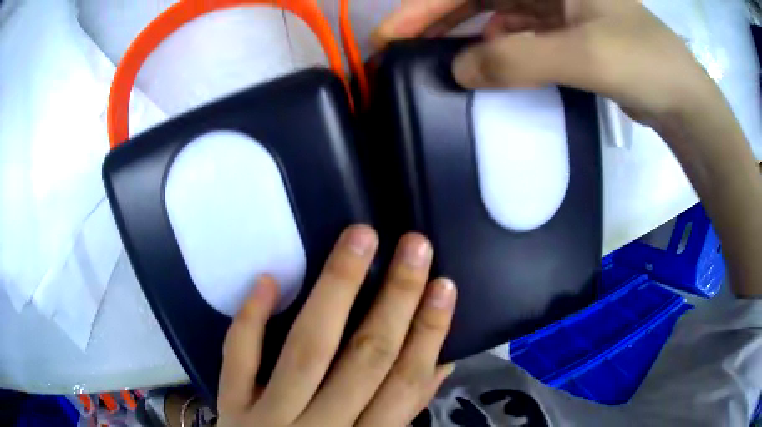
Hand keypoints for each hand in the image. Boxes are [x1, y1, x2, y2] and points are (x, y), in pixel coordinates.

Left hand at [217, 225, 456, 426]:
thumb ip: (402, 411)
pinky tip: (268, 280)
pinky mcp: (232, 405)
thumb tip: (441, 362)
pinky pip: (238, 359)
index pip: (404, 383)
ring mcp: (269, 417)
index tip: (444, 284)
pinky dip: (250, 320)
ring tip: (359, 240)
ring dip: (335, 290)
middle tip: (413, 244)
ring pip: (307, 350)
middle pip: (364, 358)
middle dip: (395, 299)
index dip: (429, 333)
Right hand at [374, 0, 720, 126]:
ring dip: (465, 35)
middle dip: (437, 19)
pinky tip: (484, 66)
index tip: (393, 34)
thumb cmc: (645, 64)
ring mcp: (556, 8)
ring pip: (495, 14)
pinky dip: (497, 49)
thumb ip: (520, 59)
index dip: (428, 6)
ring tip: (434, 58)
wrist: (682, 99)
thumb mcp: (584, 55)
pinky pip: (518, 35)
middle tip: (399, 48)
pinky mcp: (565, 33)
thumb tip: (460, 72)